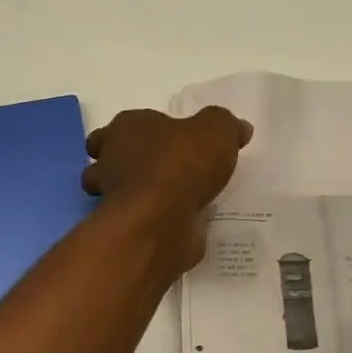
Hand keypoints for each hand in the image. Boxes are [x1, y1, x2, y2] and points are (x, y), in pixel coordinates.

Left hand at [82, 107, 252, 268]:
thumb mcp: (217, 130)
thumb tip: (240, 128)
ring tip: (173, 199)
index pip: (124, 124)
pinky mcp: (123, 228)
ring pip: (118, 191)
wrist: (161, 220)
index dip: (142, 131)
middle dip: (130, 163)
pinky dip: (150, 221)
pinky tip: (178, 222)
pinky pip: (136, 220)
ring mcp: (112, 197)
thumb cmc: (182, 164)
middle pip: (112, 157)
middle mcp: (111, 158)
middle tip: (165, 171)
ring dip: (137, 194)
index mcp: (127, 127)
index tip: (167, 141)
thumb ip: (226, 125)